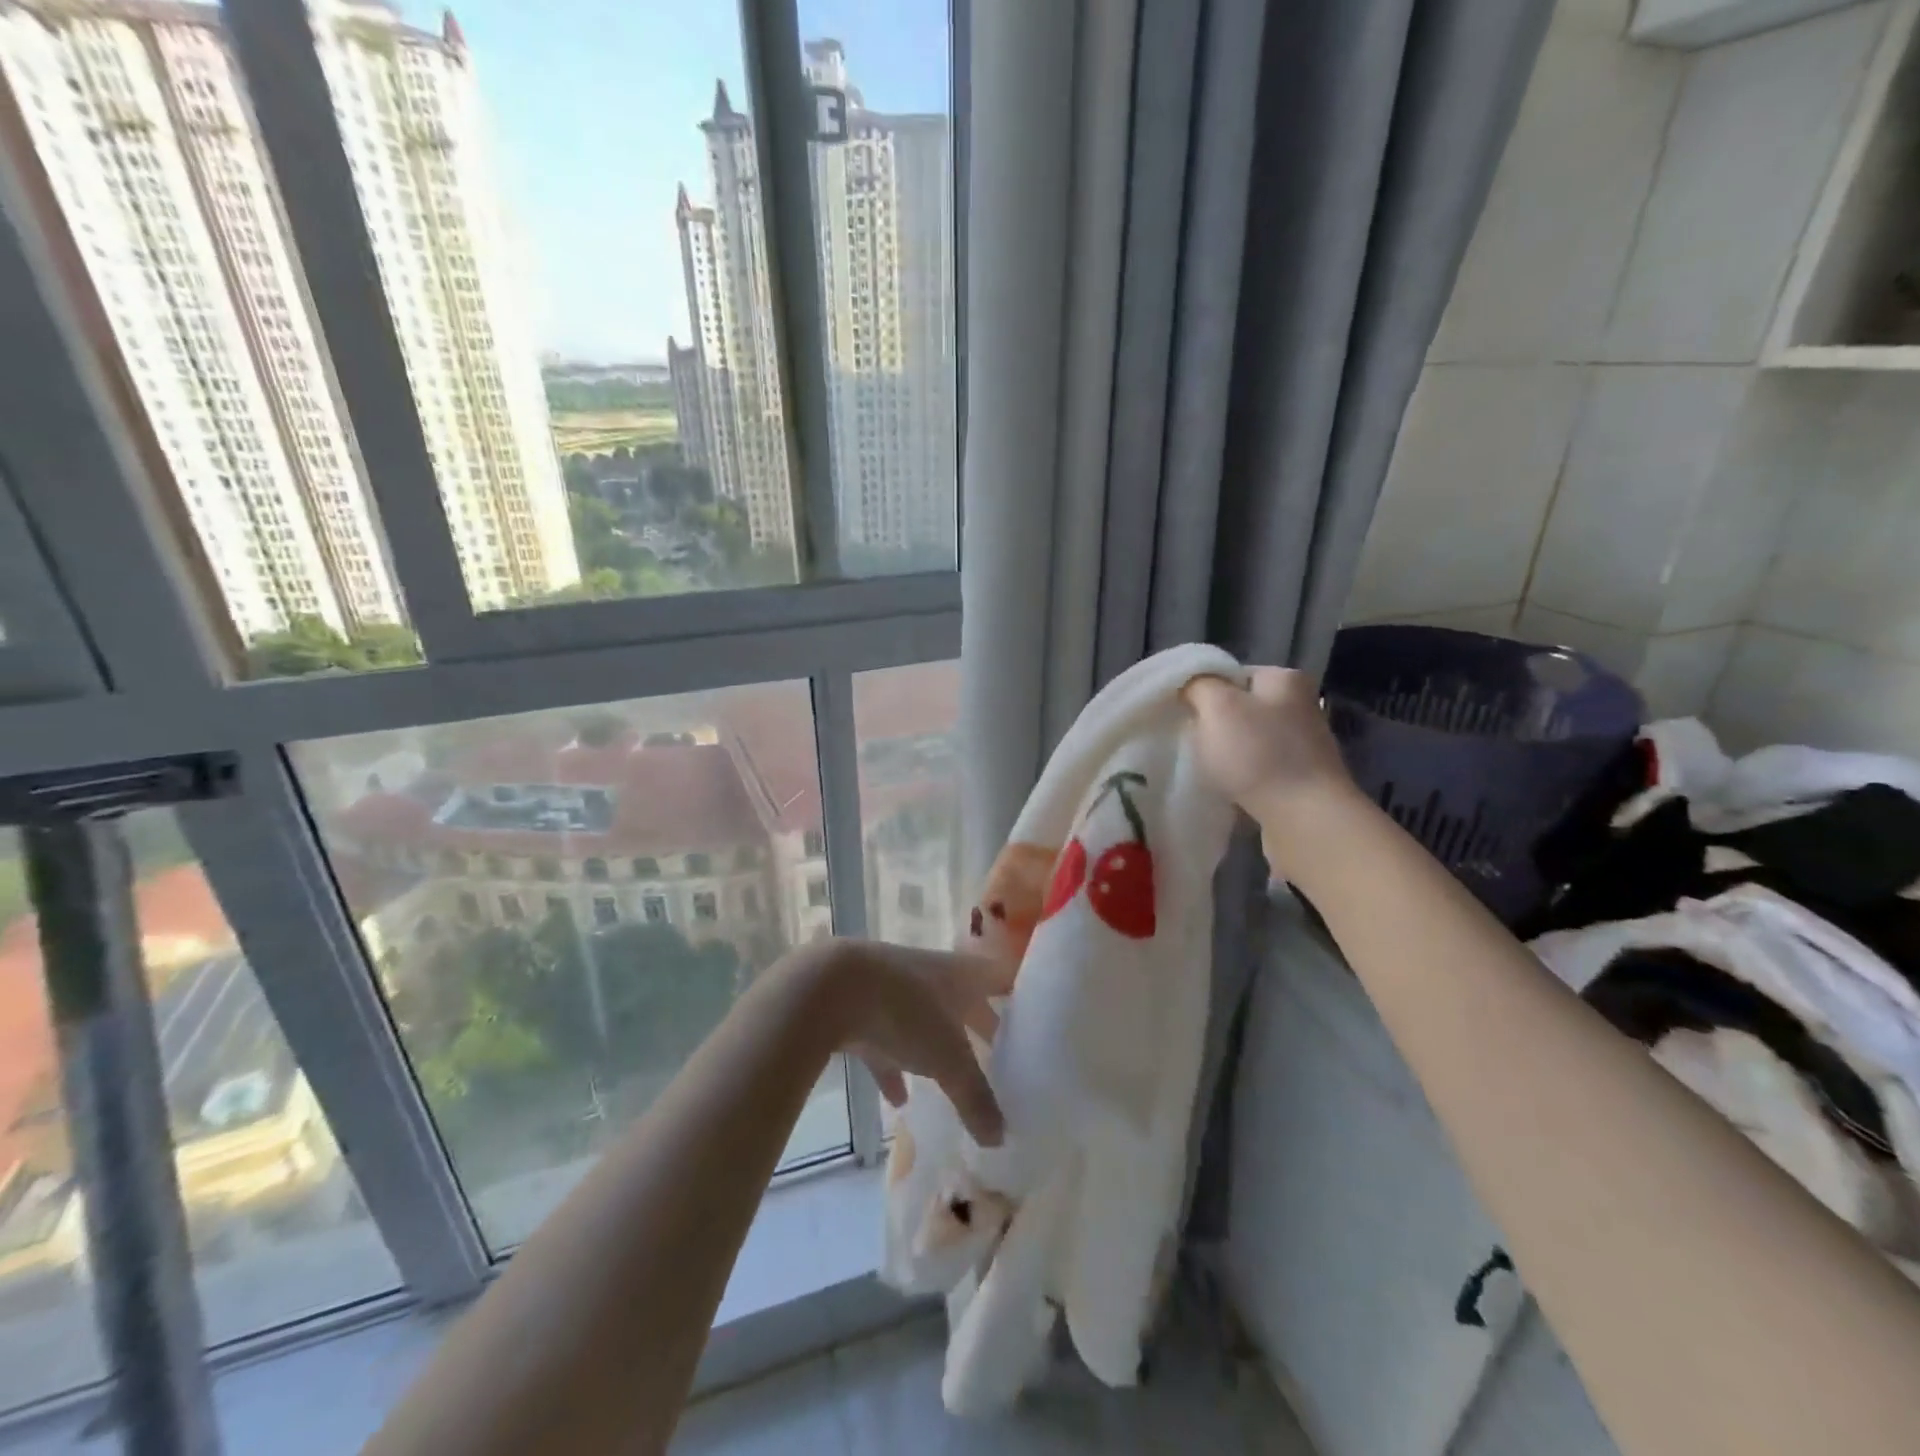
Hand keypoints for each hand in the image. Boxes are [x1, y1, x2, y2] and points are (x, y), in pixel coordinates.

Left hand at [812, 942, 1011, 1145]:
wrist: (829, 988)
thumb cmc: (904, 1011)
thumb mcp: (948, 1060)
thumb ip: (976, 1099)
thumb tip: (1002, 1138)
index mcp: (961, 974)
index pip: (1001, 978)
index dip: (1021, 995)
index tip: (1039, 1020)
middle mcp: (931, 975)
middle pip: (965, 1001)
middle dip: (981, 1027)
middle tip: (1002, 1058)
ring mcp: (893, 989)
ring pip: (924, 1020)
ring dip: (936, 1048)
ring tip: (953, 1080)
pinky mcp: (861, 1009)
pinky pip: (885, 1041)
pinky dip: (893, 1067)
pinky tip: (897, 1098)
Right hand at [1184, 667, 1357, 825]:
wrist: (1305, 820)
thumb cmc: (1258, 755)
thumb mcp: (1217, 707)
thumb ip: (1198, 685)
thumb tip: (1191, 685)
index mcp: (1285, 680)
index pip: (1232, 674)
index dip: (1203, 692)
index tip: (1185, 714)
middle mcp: (1301, 706)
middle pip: (1240, 708)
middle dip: (1214, 725)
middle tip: (1191, 742)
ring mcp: (1304, 746)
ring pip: (1248, 741)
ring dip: (1226, 755)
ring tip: (1207, 770)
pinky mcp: (1301, 780)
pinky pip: (1259, 770)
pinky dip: (1241, 778)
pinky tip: (1228, 790)